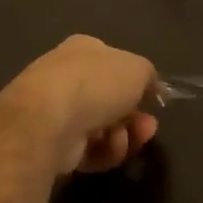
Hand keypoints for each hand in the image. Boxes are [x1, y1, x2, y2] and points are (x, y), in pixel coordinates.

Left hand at [0, 35, 159, 174]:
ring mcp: (57, 112)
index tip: (153, 99)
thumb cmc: (96, 83)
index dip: (135, 82)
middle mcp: (66, 77)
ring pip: (103, 129)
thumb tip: (149, 87)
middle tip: (148, 127)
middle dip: (134, 117)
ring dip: (122, 137)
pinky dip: (104, 152)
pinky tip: (109, 149)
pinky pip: (89, 150)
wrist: (49, 119)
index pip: (113, 63)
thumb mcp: (138, 68)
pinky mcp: (52, 144)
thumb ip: (148, 76)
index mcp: (83, 50)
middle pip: (110, 101)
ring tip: (125, 139)